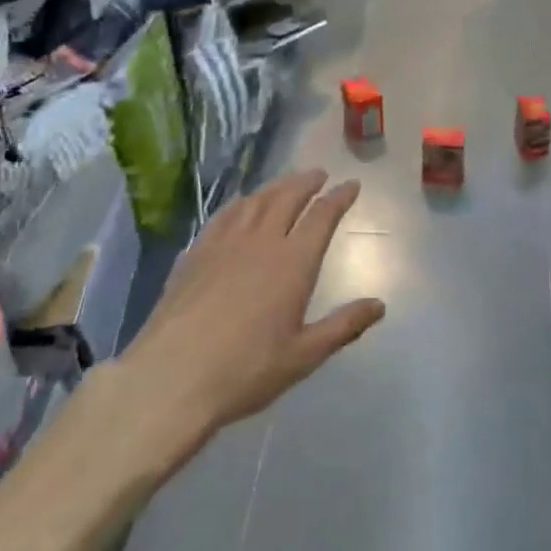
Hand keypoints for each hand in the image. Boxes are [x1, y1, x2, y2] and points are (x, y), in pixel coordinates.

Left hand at [123, 169, 385, 446]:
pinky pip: (224, 215)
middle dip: (306, 182)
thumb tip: (379, 305)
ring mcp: (224, 244)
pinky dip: (240, 203)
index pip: (322, 216)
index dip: (339, 197)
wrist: (171, 377)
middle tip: (319, 174)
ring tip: (286, 182)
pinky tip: (240, 206)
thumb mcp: (304, 356)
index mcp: (293, 263)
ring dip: (275, 186)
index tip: (351, 184)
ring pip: (255, 201)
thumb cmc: (246, 370)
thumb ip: (343, 326)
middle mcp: (261, 242)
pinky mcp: (196, 254)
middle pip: (287, 198)